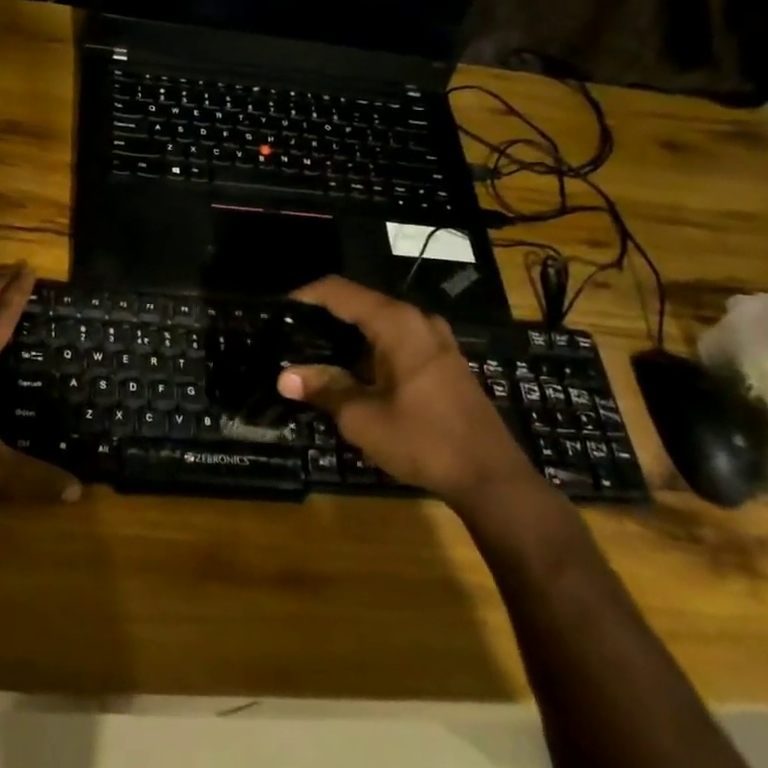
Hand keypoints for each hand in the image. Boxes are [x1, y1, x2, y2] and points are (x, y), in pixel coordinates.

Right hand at [276, 276, 533, 507]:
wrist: (490, 477)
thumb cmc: (423, 440)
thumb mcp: (363, 417)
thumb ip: (323, 388)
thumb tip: (284, 377)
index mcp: (396, 323)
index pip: (339, 291)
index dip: (305, 296)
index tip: (276, 312)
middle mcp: (417, 320)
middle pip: (359, 304)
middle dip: (322, 318)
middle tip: (288, 338)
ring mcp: (434, 340)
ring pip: (378, 324)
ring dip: (345, 336)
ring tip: (311, 355)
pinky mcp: (442, 361)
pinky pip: (395, 340)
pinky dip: (367, 349)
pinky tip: (349, 373)